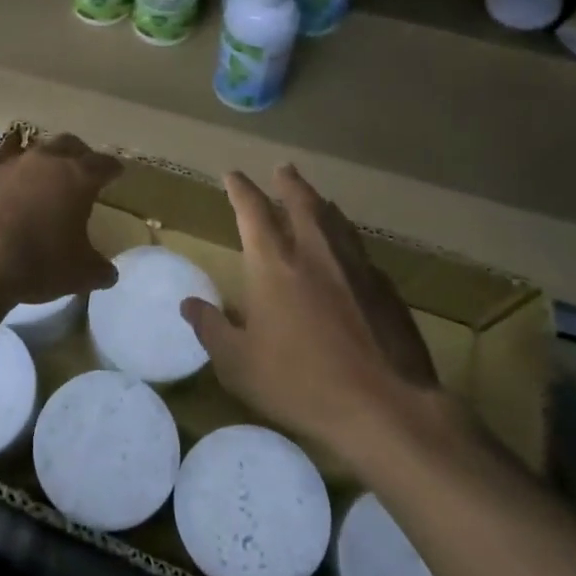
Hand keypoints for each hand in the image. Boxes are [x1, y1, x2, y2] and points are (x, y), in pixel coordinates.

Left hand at [0, 133, 121, 307]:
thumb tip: (108, 272)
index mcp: (77, 177)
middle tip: (82, 167)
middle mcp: (44, 162)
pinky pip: (0, 174)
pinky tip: (7, 201)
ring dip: (40, 165)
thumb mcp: (79, 274)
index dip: (112, 169)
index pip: (103, 164)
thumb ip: (98, 269)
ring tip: (43, 183)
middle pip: (67, 144)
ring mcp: (7, 167)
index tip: (116, 172)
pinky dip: (9, 184)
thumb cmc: (38, 261)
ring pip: (31, 154)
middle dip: (78, 153)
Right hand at [182, 165, 443, 458]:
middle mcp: (315, 253)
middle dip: (289, 183)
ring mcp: (356, 268)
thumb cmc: (299, 383)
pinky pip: (360, 251)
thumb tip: (189, 304)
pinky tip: (350, 254)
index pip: (253, 211)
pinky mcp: (386, 290)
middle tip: (283, 168)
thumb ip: (211, 328)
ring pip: (336, 221)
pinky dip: (347, 239)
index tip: (233, 174)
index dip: (241, 189)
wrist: (385, 407)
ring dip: (322, 204)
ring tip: (317, 198)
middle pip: (302, 202)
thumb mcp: (238, 363)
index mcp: (274, 264)